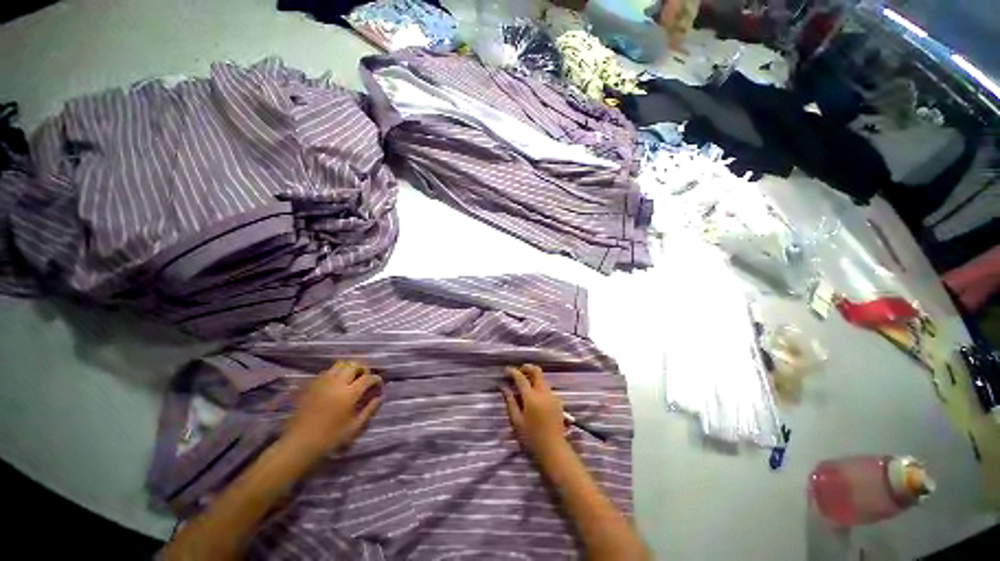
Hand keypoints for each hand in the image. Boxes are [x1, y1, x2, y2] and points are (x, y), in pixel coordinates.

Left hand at [283, 360, 382, 459]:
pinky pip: (327, 371)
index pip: (368, 378)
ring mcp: (322, 382)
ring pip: (340, 364)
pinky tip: (335, 385)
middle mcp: (336, 383)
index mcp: (349, 394)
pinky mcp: (311, 385)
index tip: (378, 385)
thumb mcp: (354, 427)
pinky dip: (336, 373)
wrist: (299, 444)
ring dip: (349, 368)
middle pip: (354, 365)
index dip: (376, 380)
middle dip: (363, 370)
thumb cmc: (330, 439)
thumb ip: (369, 410)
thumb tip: (380, 397)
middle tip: (365, 380)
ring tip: (351, 380)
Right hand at [501, 364, 567, 457]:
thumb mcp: (516, 421)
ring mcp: (552, 396)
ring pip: (542, 378)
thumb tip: (503, 387)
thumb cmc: (531, 438)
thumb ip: (510, 401)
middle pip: (536, 371)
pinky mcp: (557, 401)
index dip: (512, 372)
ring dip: (533, 377)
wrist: (553, 450)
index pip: (521, 377)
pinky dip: (538, 385)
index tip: (506, 370)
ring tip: (523, 386)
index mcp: (531, 397)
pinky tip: (533, 397)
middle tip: (518, 373)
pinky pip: (546, 387)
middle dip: (526, 368)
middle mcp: (543, 392)